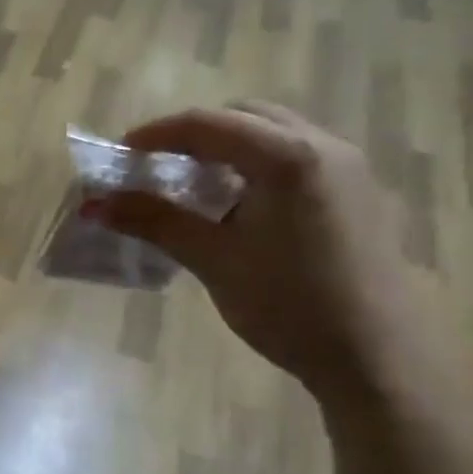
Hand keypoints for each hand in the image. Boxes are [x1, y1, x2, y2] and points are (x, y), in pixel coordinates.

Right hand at [98, 103, 440, 403]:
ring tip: (192, 185)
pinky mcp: (355, 192)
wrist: (376, 356)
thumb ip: (155, 222)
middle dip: (194, 134)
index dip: (156, 134)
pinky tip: (238, 206)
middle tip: (155, 166)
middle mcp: (323, 145)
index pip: (208, 124)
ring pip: (273, 134)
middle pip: (244, 117)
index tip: (118, 155)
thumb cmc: (289, 305)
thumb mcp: (214, 260)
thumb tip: (96, 204)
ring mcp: (346, 167)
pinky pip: (294, 157)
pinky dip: (255, 166)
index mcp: (288, 156)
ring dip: (227, 149)